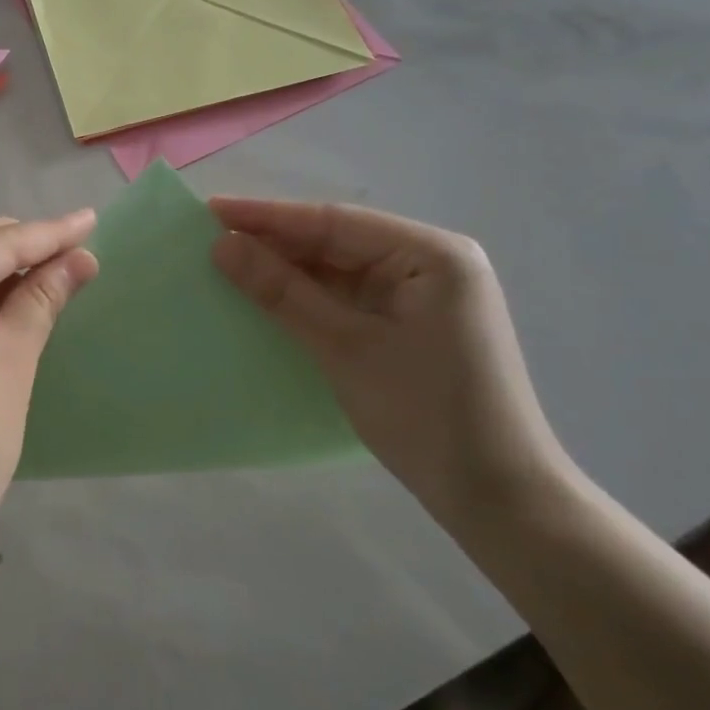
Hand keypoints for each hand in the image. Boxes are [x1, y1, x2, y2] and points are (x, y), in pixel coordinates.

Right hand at [210, 198, 570, 524]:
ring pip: (340, 269)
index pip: (335, 222)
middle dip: (276, 242)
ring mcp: (423, 295)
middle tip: (211, 236)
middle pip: (338, 241)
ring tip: (229, 262)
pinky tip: (269, 296)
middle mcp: (431, 263)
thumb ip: (281, 291)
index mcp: (432, 254)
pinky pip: (349, 297)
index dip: (268, 216)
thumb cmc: (426, 414)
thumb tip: (221, 245)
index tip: (211, 209)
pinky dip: (309, 297)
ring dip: (288, 270)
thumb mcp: (344, 347)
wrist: (498, 501)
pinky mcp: (412, 324)